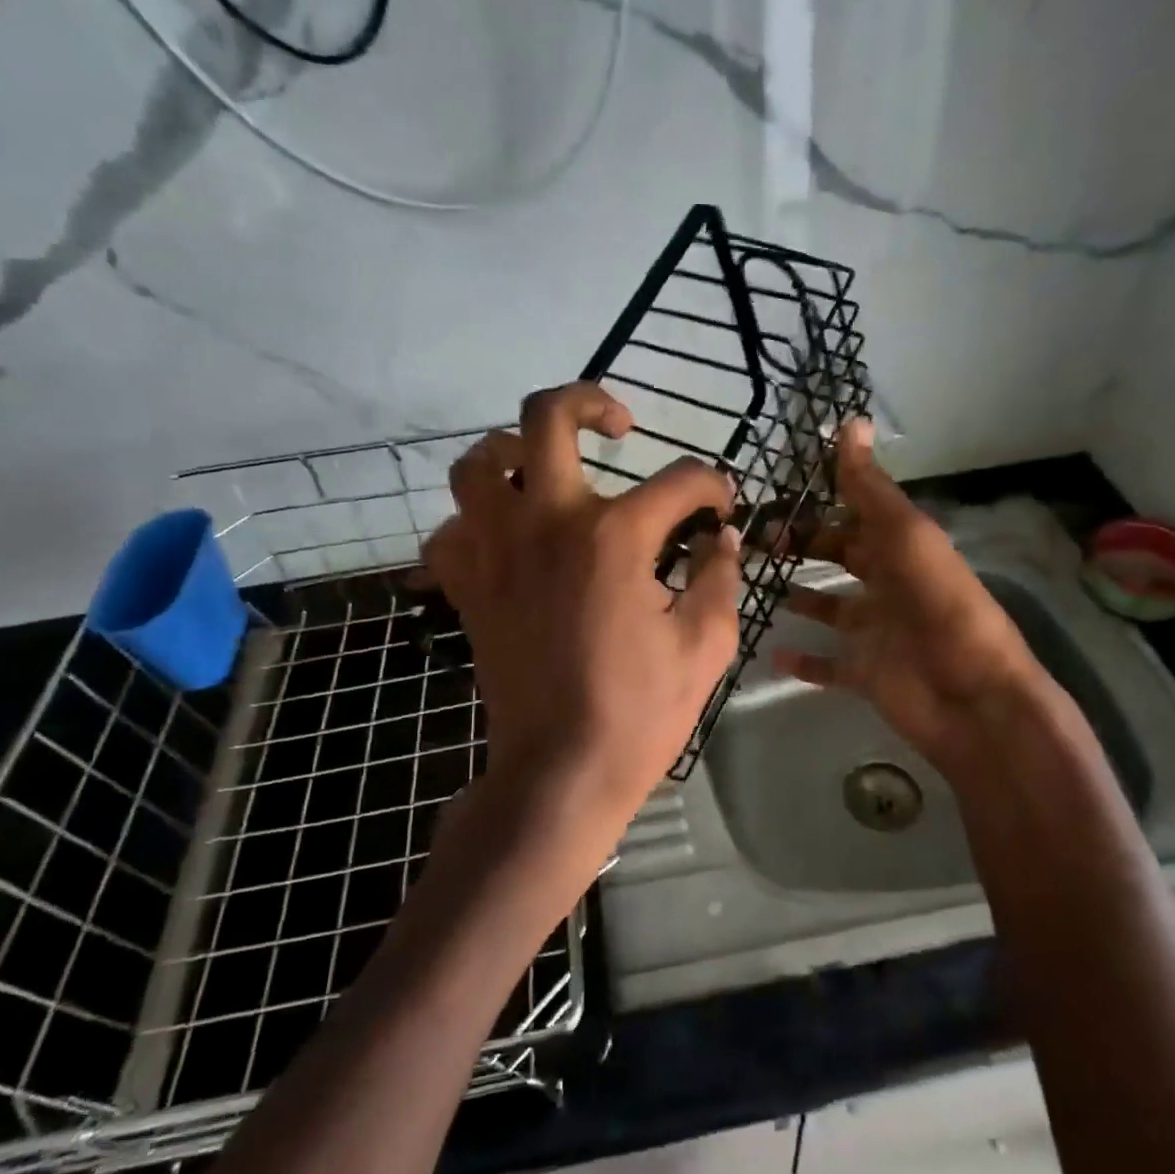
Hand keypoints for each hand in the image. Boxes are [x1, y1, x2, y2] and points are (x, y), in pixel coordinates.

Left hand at [424, 383, 741, 873]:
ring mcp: (496, 552)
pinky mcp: (468, 587)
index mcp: (614, 536)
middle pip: (547, 417)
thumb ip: (719, 577)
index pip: (679, 482)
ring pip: (476, 463)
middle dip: (589, 401)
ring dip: (512, 452)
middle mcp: (546, 523)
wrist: (560, 772)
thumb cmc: (641, 713)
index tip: (722, 507)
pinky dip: (475, 522)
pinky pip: (451, 530)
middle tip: (619, 424)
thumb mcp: (705, 645)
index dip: (713, 487)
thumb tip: (723, 537)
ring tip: (544, 469)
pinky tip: (507, 537)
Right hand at [772, 421, 1051, 780]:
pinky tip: (772, 652)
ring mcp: (876, 631)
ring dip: (800, 598)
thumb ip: (871, 488)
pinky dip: (803, 660)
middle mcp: (888, 584)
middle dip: (802, 545)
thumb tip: (850, 421)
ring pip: (830, 608)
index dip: (821, 500)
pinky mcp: (866, 673)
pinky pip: (828, 664)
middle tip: (754, 540)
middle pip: (840, 557)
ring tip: (754, 585)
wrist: (973, 697)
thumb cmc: (939, 608)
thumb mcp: (906, 537)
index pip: (856, 514)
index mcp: (902, 548)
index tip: (775, 490)